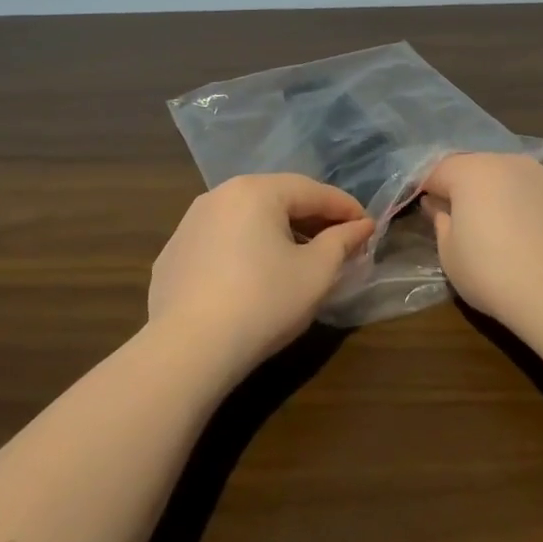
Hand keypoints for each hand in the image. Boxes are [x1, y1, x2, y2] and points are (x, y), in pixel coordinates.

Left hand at [148, 174, 374, 374]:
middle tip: (340, 242)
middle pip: (278, 199)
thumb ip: (342, 242)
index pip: (313, 191)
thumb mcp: (316, 272)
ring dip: (278, 233)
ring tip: (300, 259)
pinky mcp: (172, 255)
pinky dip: (245, 250)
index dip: (346, 208)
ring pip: (247, 219)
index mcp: (256, 191)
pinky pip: (220, 242)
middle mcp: (219, 196)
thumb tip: (361, 226)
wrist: (188, 350)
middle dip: (312, 219)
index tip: (369, 227)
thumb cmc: (263, 302)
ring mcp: (189, 224)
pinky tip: (254, 278)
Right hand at [421, 153, 542, 324]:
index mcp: (474, 172)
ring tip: (509, 233)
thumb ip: (441, 222)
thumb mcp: (450, 254)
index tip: (427, 210)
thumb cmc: (492, 273)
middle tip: (468, 222)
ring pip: (519, 180)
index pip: (441, 170)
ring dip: (509, 197)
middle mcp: (513, 163)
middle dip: (471, 189)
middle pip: (482, 169)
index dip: (430, 188)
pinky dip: (541, 212)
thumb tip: (439, 206)